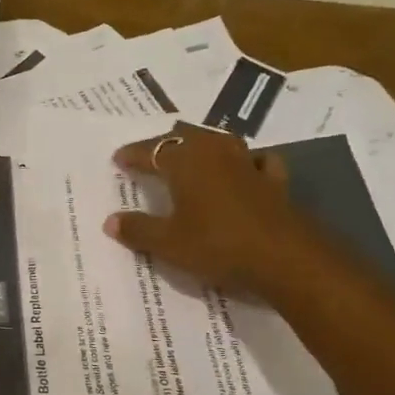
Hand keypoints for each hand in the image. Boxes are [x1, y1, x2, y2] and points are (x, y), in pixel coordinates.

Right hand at [104, 125, 302, 297]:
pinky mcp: (274, 180)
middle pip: (185, 137)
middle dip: (166, 144)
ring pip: (220, 142)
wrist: (284, 258)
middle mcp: (215, 152)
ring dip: (203, 145)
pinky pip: (256, 161)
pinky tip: (246, 169)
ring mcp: (248, 163)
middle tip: (151, 155)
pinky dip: (246, 162)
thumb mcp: (169, 244)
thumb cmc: (217, 245)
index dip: (133, 155)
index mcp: (185, 161)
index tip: (119, 159)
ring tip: (192, 154)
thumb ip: (138, 230)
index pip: (151, 150)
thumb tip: (110, 221)